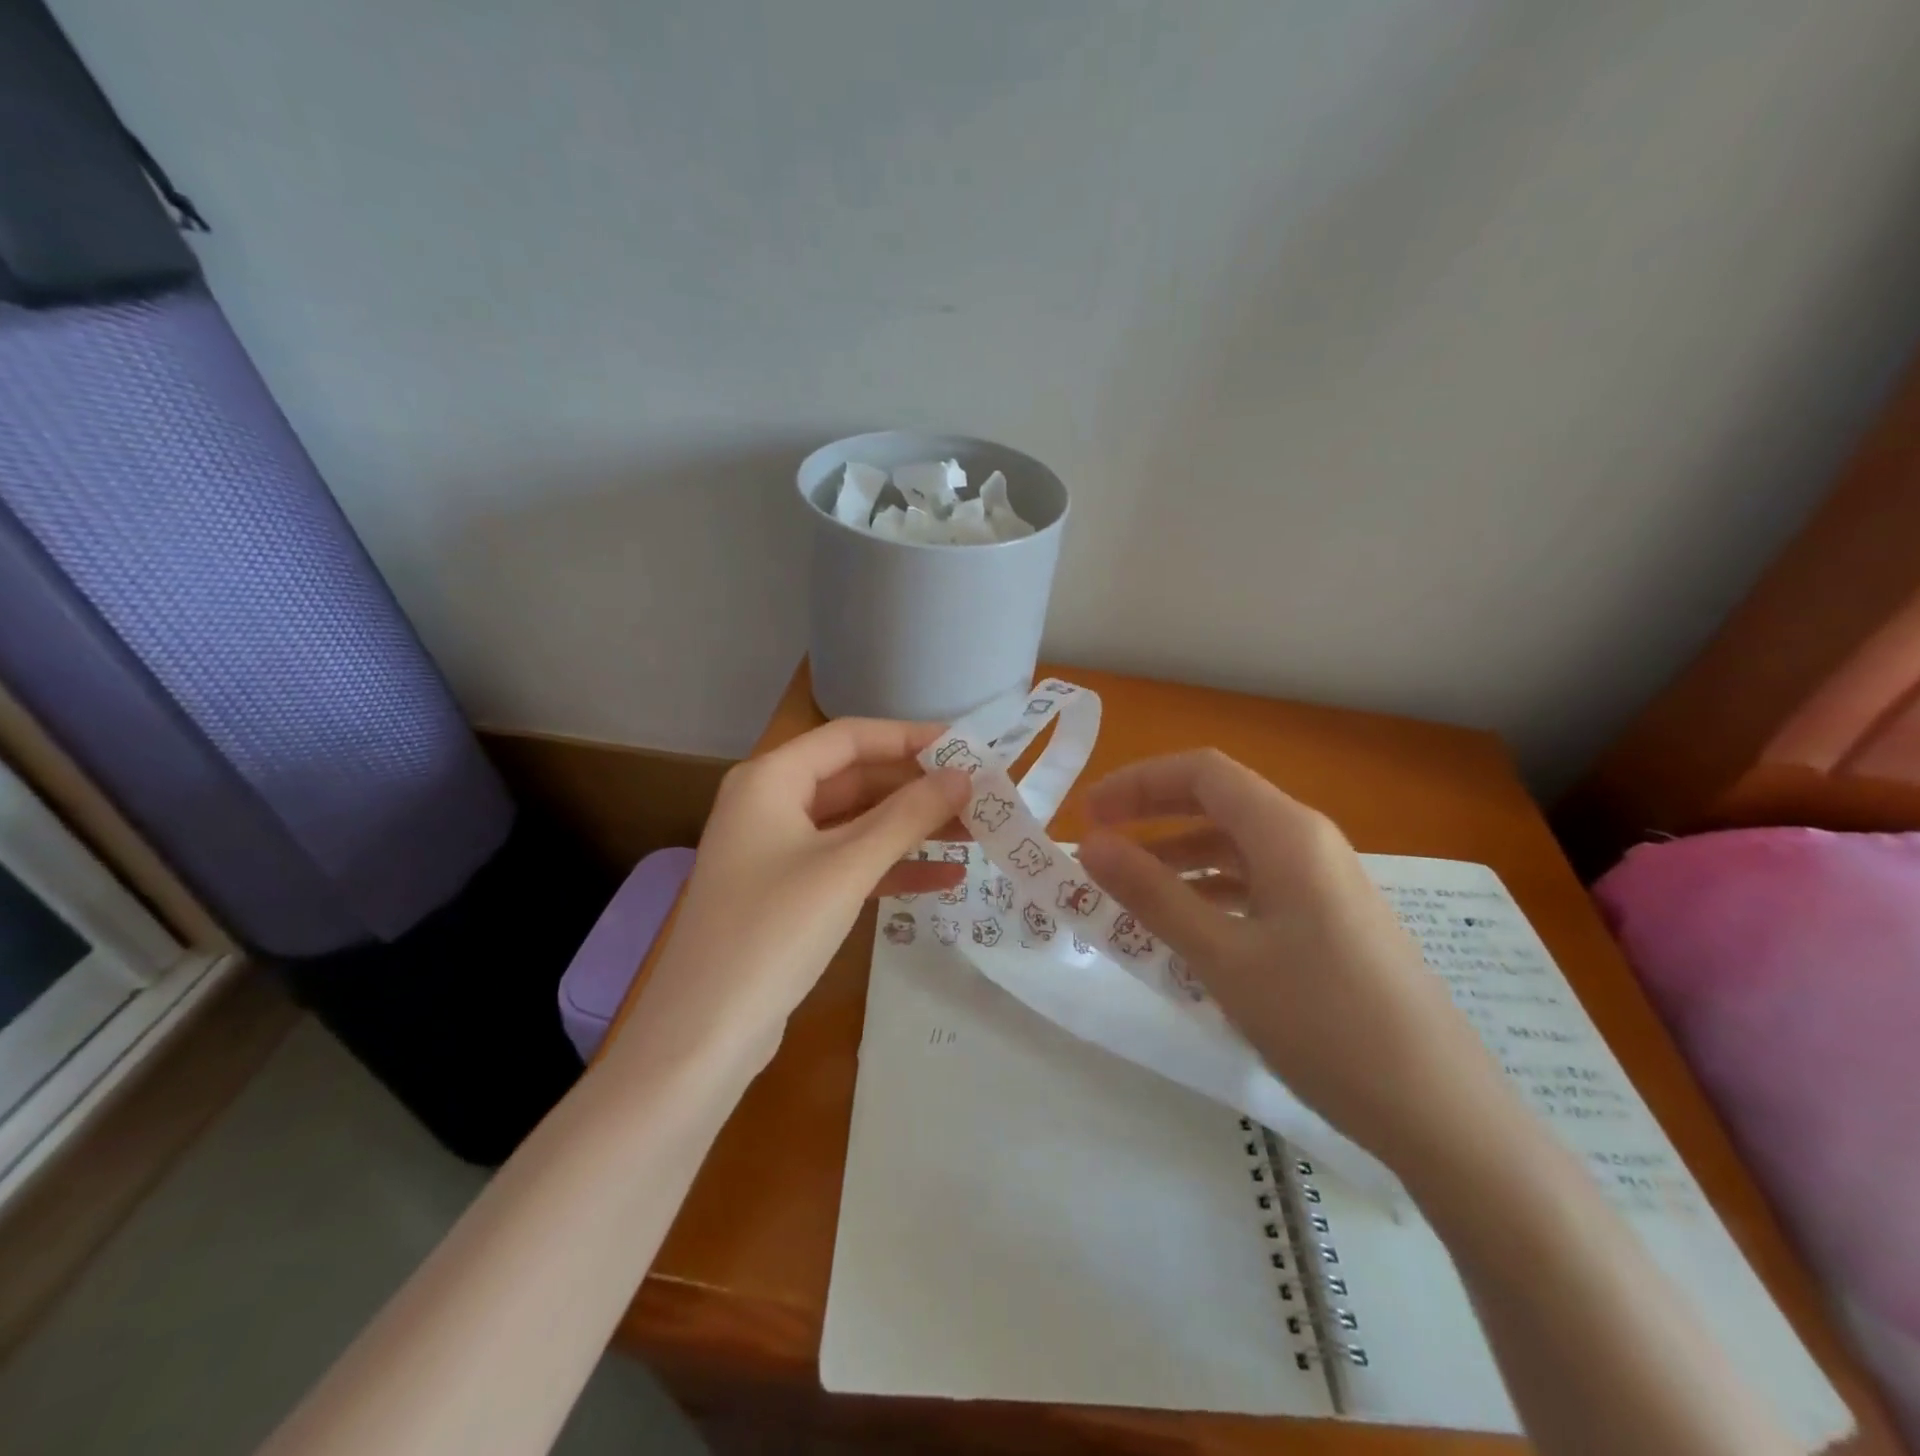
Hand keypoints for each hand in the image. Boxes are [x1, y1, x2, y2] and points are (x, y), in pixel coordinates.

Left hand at [624, 720, 970, 1076]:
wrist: (703, 1034)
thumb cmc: (773, 932)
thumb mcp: (847, 867)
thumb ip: (908, 816)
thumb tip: (963, 776)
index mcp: (771, 779)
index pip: (850, 737)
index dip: (910, 737)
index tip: (966, 748)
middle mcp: (770, 803)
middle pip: (856, 779)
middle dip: (917, 788)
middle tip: (979, 796)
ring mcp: (778, 850)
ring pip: (856, 823)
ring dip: (911, 828)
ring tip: (976, 833)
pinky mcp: (789, 892)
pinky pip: (848, 864)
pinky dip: (892, 867)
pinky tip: (945, 879)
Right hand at [1076, 750, 1504, 1168]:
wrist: (1441, 1111)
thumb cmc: (1324, 1022)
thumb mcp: (1223, 957)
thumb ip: (1153, 894)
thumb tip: (1091, 844)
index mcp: (1287, 833)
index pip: (1202, 772)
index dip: (1138, 783)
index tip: (1088, 814)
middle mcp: (1309, 842)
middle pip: (1219, 801)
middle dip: (1153, 813)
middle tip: (1097, 842)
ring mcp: (1325, 882)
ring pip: (1236, 846)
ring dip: (1178, 857)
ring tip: (1127, 891)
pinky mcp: (1331, 920)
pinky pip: (1257, 885)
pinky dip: (1210, 892)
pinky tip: (1184, 928)